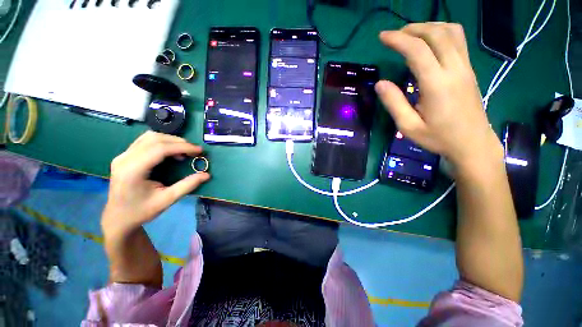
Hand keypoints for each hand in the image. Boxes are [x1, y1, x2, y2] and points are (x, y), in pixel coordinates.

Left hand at [102, 131, 209, 237]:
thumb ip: (187, 185)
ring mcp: (122, 156)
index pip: (159, 149)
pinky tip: (170, 151)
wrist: (118, 217)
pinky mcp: (124, 156)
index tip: (199, 151)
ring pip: (149, 137)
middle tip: (194, 150)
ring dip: (170, 140)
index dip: (182, 147)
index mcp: (132, 170)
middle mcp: (124, 158)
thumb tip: (206, 175)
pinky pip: (145, 141)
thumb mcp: (167, 200)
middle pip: (154, 139)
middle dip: (178, 142)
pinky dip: (162, 142)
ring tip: (184, 150)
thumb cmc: (142, 211)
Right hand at [375, 23, 503, 172]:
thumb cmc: (438, 138)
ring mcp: (465, 67)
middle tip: (394, 35)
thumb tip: (380, 83)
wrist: (473, 143)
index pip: (417, 50)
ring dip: (429, 27)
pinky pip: (458, 40)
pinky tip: (430, 41)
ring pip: (451, 32)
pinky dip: (441, 33)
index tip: (382, 37)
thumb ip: (394, 103)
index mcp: (437, 84)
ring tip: (411, 34)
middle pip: (436, 33)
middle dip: (413, 28)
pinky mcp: (469, 69)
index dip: (398, 40)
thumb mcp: (408, 126)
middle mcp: (454, 69)